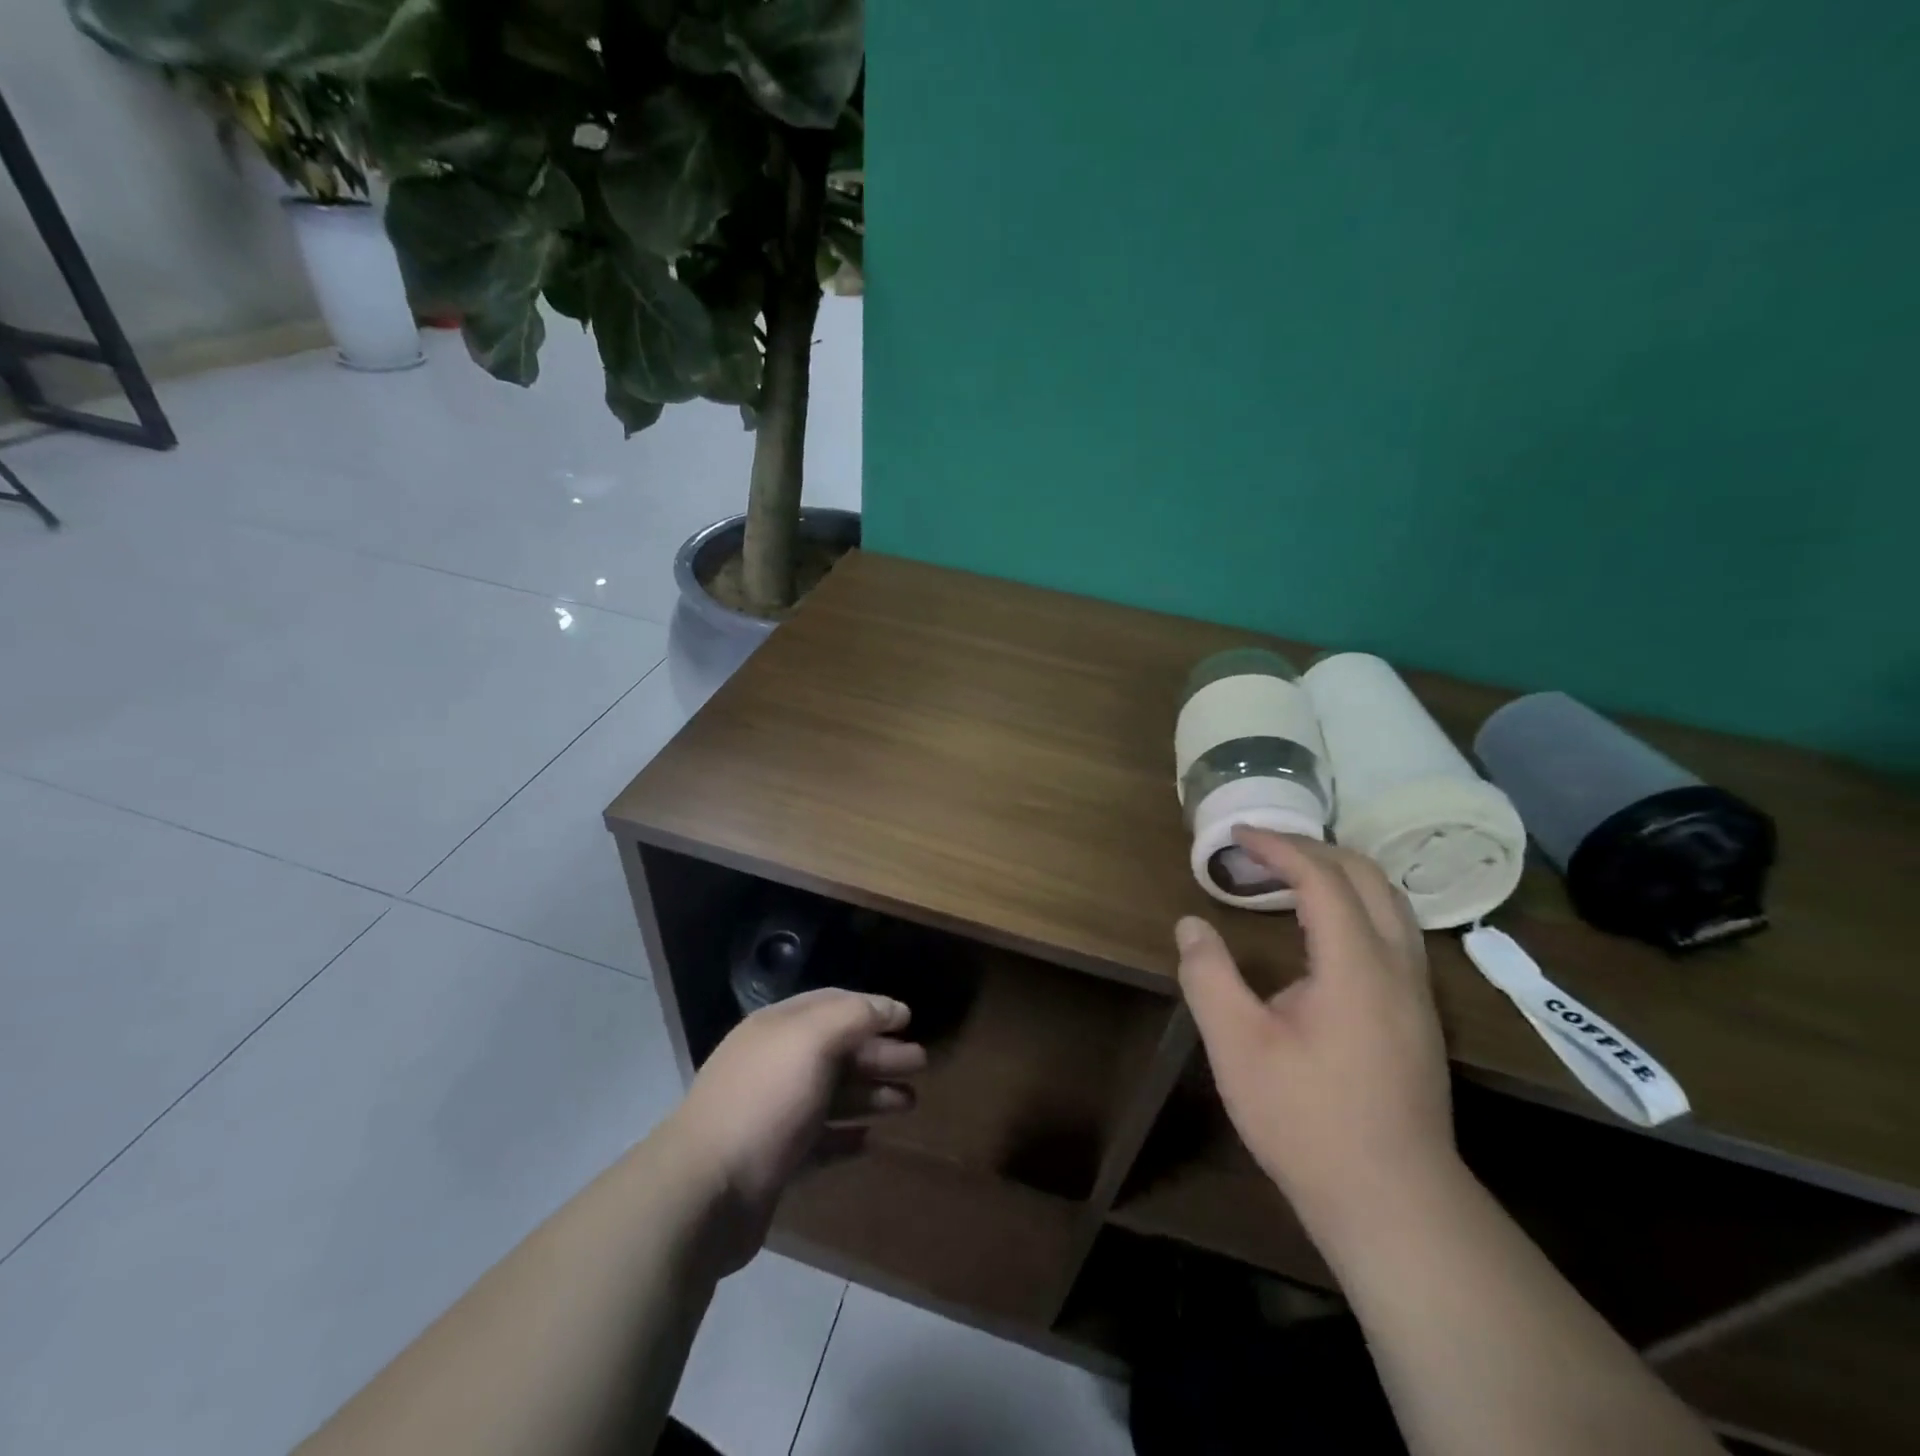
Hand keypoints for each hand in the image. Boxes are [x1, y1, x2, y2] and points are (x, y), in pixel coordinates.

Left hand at [662, 989, 926, 1269]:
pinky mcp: (775, 1160)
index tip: (909, 1020)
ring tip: (910, 1102)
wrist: (705, 1192)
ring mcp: (774, 1113)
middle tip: (921, 1064)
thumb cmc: (765, 1101)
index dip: (872, 1008)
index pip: (833, 1004)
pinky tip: (872, 1139)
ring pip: (833, 1095)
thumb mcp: (812, 1041)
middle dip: (880, 1054)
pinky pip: (821, 1140)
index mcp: (778, 1028)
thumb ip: (855, 1016)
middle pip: (837, 1050)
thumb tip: (891, 1008)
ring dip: (872, 1094)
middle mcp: (775, 1064)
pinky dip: (847, 1136)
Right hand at [1175, 830, 1458, 1240]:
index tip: (1235, 835)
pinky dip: (1353, 904)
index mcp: (1356, 965)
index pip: (1322, 878)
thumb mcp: (1238, 1047)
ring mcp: (1416, 993)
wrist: (1393, 1203)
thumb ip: (1208, 976)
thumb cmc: (1308, 1121)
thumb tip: (1191, 925)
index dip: (1277, 847)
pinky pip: (1392, 930)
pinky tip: (1321, 930)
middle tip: (1260, 849)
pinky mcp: (1418, 1016)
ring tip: (1288, 876)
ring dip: (1338, 874)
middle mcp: (1398, 966)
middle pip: (1367, 876)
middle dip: (1312, 849)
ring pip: (1389, 902)